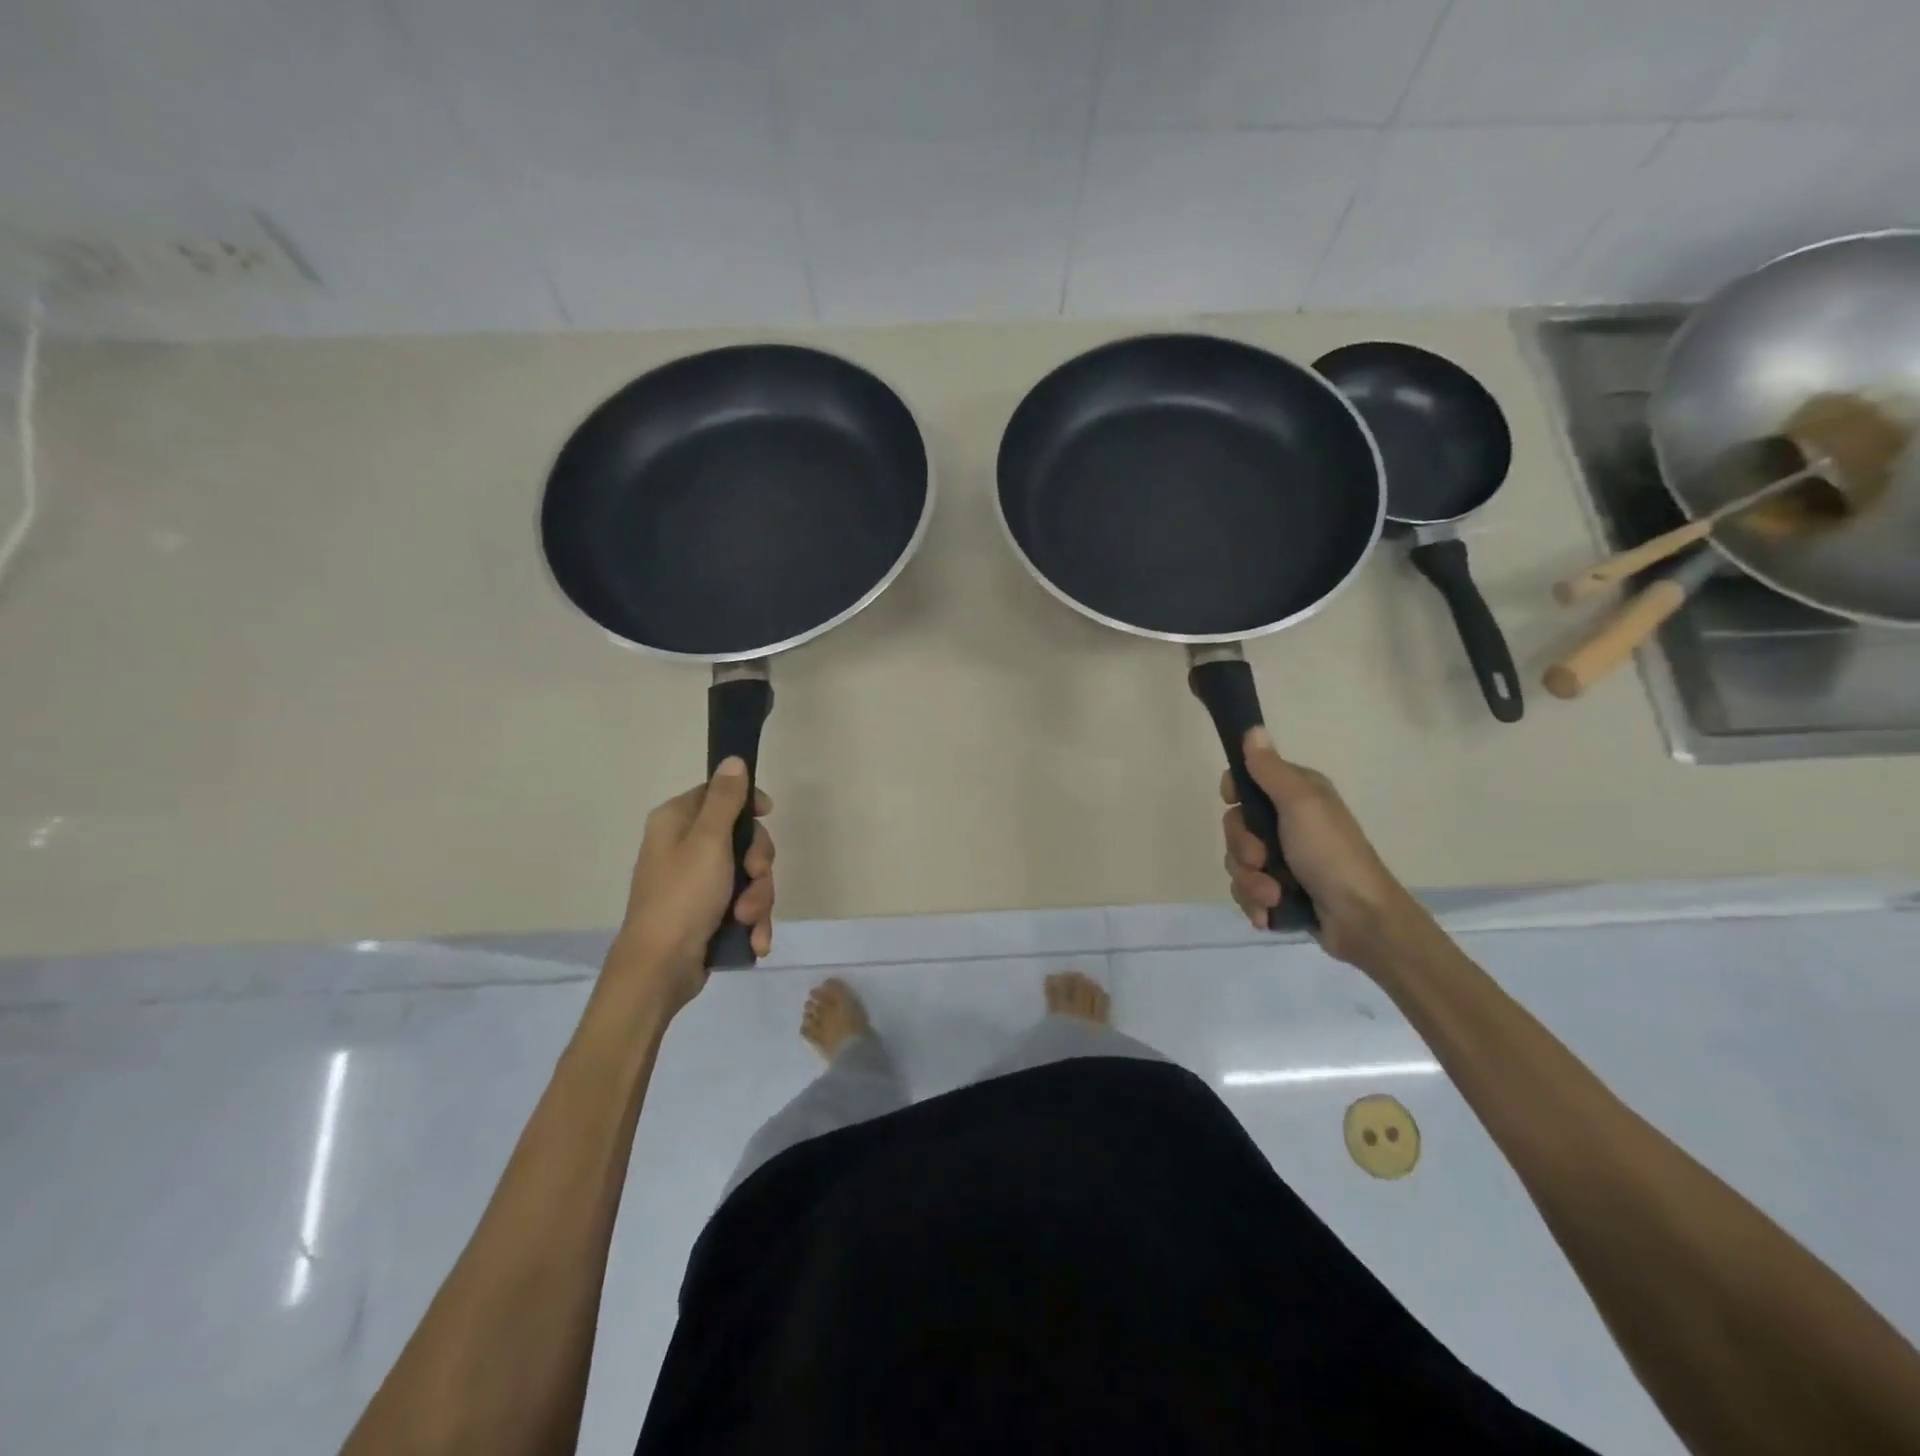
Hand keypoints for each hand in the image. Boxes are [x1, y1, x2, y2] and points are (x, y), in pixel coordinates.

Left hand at [608, 758, 774, 1014]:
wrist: (660, 969)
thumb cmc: (682, 897)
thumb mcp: (708, 841)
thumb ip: (725, 800)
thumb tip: (733, 759)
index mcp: (676, 822)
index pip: (720, 794)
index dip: (748, 804)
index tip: (767, 815)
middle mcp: (685, 848)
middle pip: (742, 837)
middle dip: (758, 863)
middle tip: (754, 876)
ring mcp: (697, 883)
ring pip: (749, 875)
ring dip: (757, 898)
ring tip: (747, 920)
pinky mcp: (709, 913)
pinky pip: (744, 904)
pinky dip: (752, 921)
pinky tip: (754, 940)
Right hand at [1220, 729, 1432, 975]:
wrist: (1362, 919)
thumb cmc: (1331, 854)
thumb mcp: (1301, 804)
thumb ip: (1270, 770)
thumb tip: (1252, 729)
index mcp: (1296, 795)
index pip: (1246, 782)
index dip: (1235, 793)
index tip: (1234, 802)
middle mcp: (1288, 823)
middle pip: (1236, 827)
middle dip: (1242, 850)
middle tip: (1263, 860)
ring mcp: (1283, 860)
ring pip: (1237, 863)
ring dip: (1250, 882)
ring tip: (1273, 896)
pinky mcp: (1280, 892)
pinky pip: (1246, 891)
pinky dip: (1255, 903)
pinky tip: (1269, 913)